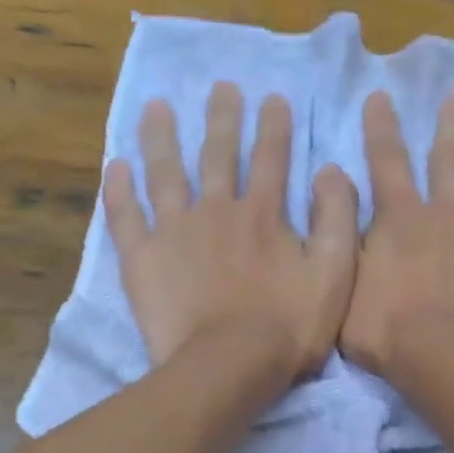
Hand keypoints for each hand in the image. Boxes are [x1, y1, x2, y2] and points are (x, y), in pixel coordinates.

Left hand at [105, 82, 358, 380]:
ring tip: (157, 107)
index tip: (273, 98)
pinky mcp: (143, 259)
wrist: (229, 365)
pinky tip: (115, 166)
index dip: (274, 127)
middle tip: (220, 87)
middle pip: (218, 155)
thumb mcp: (335, 276)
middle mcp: (217, 210)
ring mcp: (174, 232)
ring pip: (165, 172)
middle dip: (222, 118)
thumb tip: (332, 172)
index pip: (271, 159)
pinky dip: (119, 189)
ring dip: (162, 137)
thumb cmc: (288, 328)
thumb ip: (337, 221)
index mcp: (263, 215)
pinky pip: (125, 215)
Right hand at [340, 88, 453, 378]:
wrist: (445, 356)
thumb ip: (344, 243)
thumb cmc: (387, 331)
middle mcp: (445, 213)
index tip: (382, 97)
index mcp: (401, 219)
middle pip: (448, 159)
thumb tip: (335, 198)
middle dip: (451, 123)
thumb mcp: (344, 290)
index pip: (387, 162)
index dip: (382, 128)